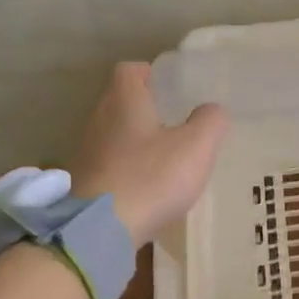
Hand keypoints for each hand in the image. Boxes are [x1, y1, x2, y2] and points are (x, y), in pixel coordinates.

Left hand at [69, 63, 228, 246]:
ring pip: (115, 135)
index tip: (171, 89)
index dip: (151, 74)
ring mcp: (88, 152)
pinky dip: (128, 169)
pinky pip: (110, 164)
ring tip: (166, 157)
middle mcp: (100, 119)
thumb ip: (210, 122)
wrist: (101, 229)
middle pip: (121, 102)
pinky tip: (148, 187)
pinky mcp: (85, 182)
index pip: (130, 70)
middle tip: (176, 122)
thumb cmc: (151, 177)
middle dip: (147, 109)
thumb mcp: (196, 146)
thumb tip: (212, 110)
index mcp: (125, 100)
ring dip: (137, 141)